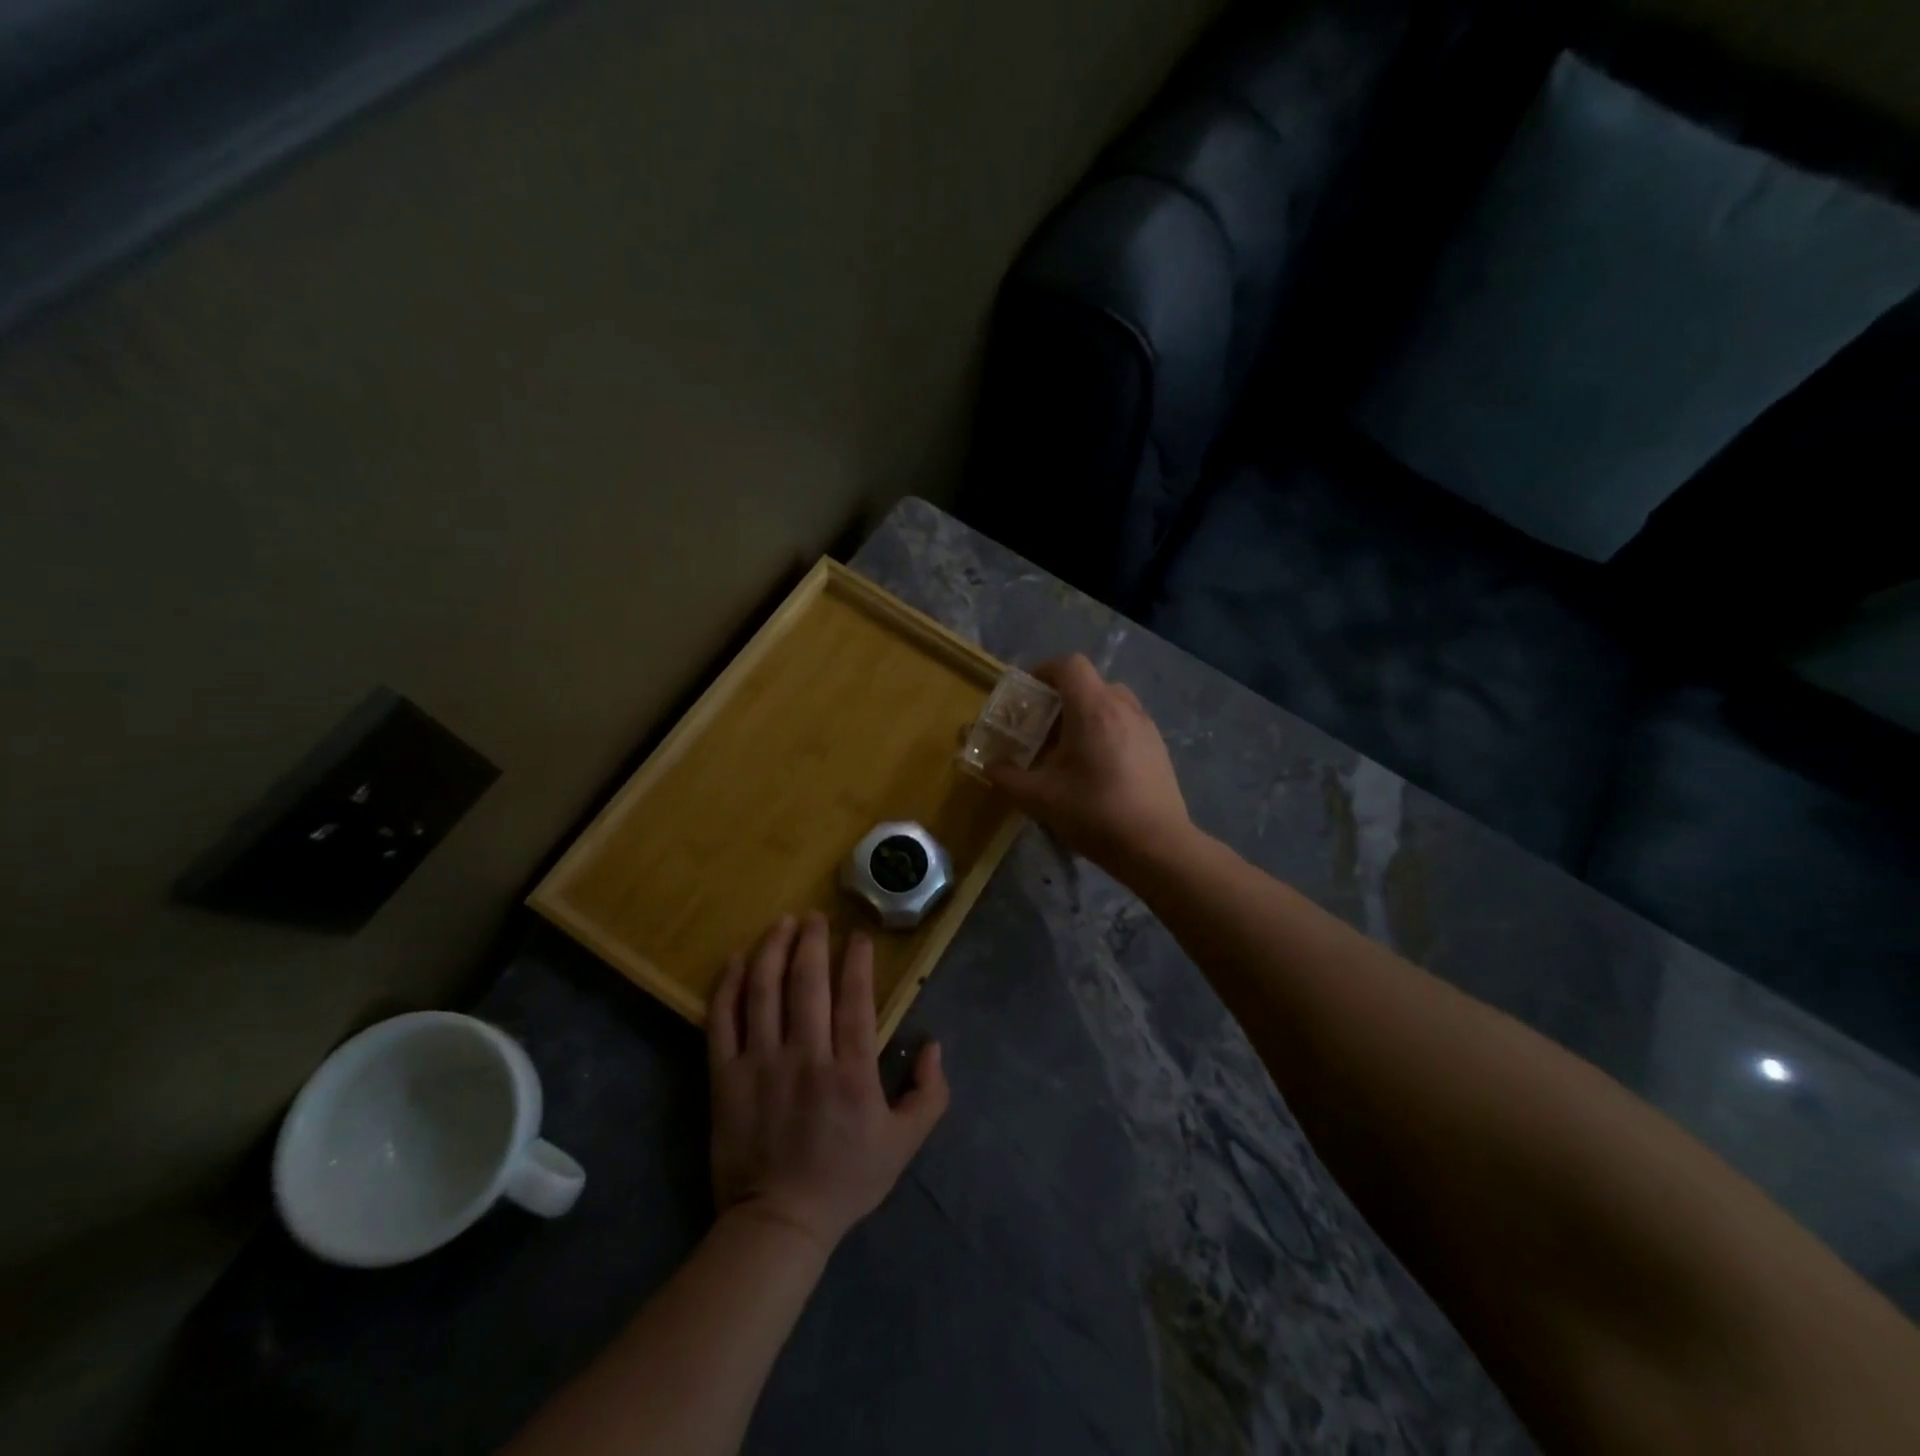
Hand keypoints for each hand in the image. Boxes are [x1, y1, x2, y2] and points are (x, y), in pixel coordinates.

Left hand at [707, 913, 949, 1253]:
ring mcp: (761, 1064)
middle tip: (815, 916)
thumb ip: (929, 1093)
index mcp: (851, 1071)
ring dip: (773, 950)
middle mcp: (806, 1056)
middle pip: (807, 983)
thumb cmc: (845, 1179)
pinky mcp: (725, 1077)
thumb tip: (933, 1044)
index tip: (858, 935)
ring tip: (782, 923)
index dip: (857, 961)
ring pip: (765, 991)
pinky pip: (723, 1021)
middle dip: (813, 941)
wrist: (778, 1223)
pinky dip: (729, 985)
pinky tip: (737, 959)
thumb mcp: (905, 1143)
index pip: (854, 998)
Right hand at [987, 655, 1191, 867]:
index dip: (1044, 671)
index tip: (1028, 695)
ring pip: (1110, 703)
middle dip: (1062, 698)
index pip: (1069, 665)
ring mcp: (1146, 726)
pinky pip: (1126, 724)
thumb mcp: (1038, 798)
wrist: (1156, 846)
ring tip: (1070, 750)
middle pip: (1089, 683)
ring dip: (1086, 715)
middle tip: (1043, 729)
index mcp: (1093, 709)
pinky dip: (1107, 732)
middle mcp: (1123, 707)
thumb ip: (1006, 777)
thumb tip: (990, 766)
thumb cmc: (1094, 813)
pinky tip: (1097, 769)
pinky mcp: (1158, 748)